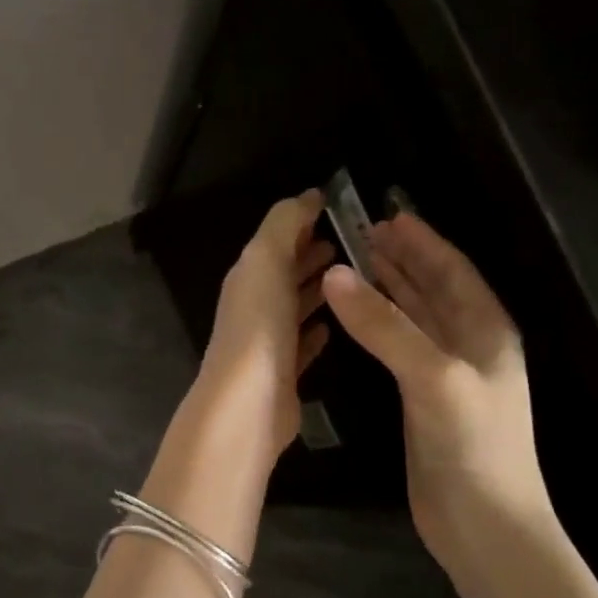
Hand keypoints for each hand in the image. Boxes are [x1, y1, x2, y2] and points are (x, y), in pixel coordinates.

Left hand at [198, 190, 334, 454]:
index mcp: (248, 277)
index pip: (275, 242)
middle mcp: (254, 307)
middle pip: (284, 274)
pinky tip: (331, 327)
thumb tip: (308, 195)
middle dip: (310, 256)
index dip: (301, 224)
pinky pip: (301, 346)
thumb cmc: (258, 325)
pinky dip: (314, 332)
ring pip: (293, 308)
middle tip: (348, 243)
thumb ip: (284, 224)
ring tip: (349, 278)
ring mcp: (268, 343)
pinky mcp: (284, 375)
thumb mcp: (266, 260)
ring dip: (314, 290)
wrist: (248, 402)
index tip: (336, 210)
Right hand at [321, 211, 551, 565]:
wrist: (483, 524)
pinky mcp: (424, 402)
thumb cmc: (472, 444)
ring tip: (355, 265)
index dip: (421, 241)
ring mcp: (447, 375)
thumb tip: (337, 273)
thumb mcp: (432, 376)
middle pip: (433, 289)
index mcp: (486, 329)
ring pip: (415, 318)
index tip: (385, 214)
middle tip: (360, 234)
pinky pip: (400, 349)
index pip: (451, 269)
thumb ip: (384, 326)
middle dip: (401, 260)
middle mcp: (469, 345)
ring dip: (388, 291)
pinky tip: (357, 322)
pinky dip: (379, 328)